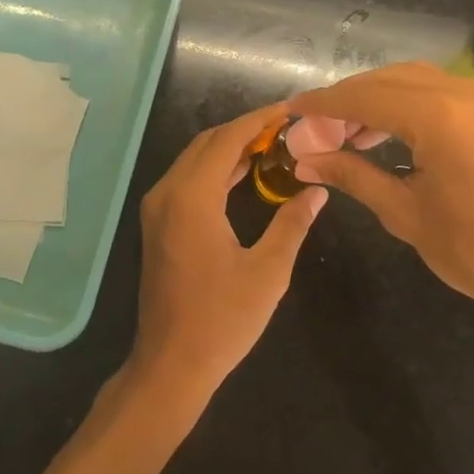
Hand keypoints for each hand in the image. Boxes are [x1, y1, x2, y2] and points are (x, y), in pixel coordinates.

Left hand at [128, 104, 326, 404]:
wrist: (170, 364)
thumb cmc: (222, 320)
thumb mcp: (268, 272)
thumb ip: (292, 224)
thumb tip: (316, 191)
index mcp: (192, 197)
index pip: (227, 140)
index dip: (258, 120)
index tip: (289, 110)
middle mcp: (167, 192)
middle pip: (207, 143)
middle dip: (245, 130)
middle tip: (285, 128)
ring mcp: (158, 207)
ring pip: (194, 159)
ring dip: (229, 148)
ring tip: (272, 145)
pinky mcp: (158, 222)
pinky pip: (187, 179)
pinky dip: (215, 169)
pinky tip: (244, 173)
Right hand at [290, 63, 473, 341]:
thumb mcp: (404, 213)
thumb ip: (352, 175)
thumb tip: (304, 160)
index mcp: (441, 117)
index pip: (365, 98)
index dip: (324, 104)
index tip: (291, 111)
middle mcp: (465, 92)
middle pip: (386, 80)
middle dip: (346, 100)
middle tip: (313, 128)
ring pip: (411, 79)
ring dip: (374, 98)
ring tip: (342, 132)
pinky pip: (437, 90)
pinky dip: (404, 102)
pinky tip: (382, 130)